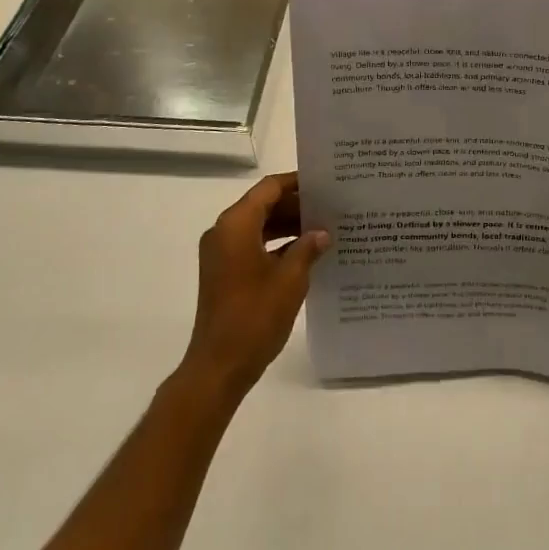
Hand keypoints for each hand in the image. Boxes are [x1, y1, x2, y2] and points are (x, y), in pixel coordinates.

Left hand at [179, 172, 329, 401]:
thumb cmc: (255, 316)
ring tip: (323, 228)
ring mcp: (221, 253)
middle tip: (330, 207)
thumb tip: (322, 233)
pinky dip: (276, 245)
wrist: (219, 366)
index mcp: (236, 224)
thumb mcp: (291, 279)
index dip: (296, 183)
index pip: (269, 188)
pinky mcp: (223, 272)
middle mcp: (223, 232)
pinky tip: (305, 254)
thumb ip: (308, 248)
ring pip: (258, 226)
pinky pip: (252, 245)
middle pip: (263, 205)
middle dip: (295, 206)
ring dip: (288, 226)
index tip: (324, 183)